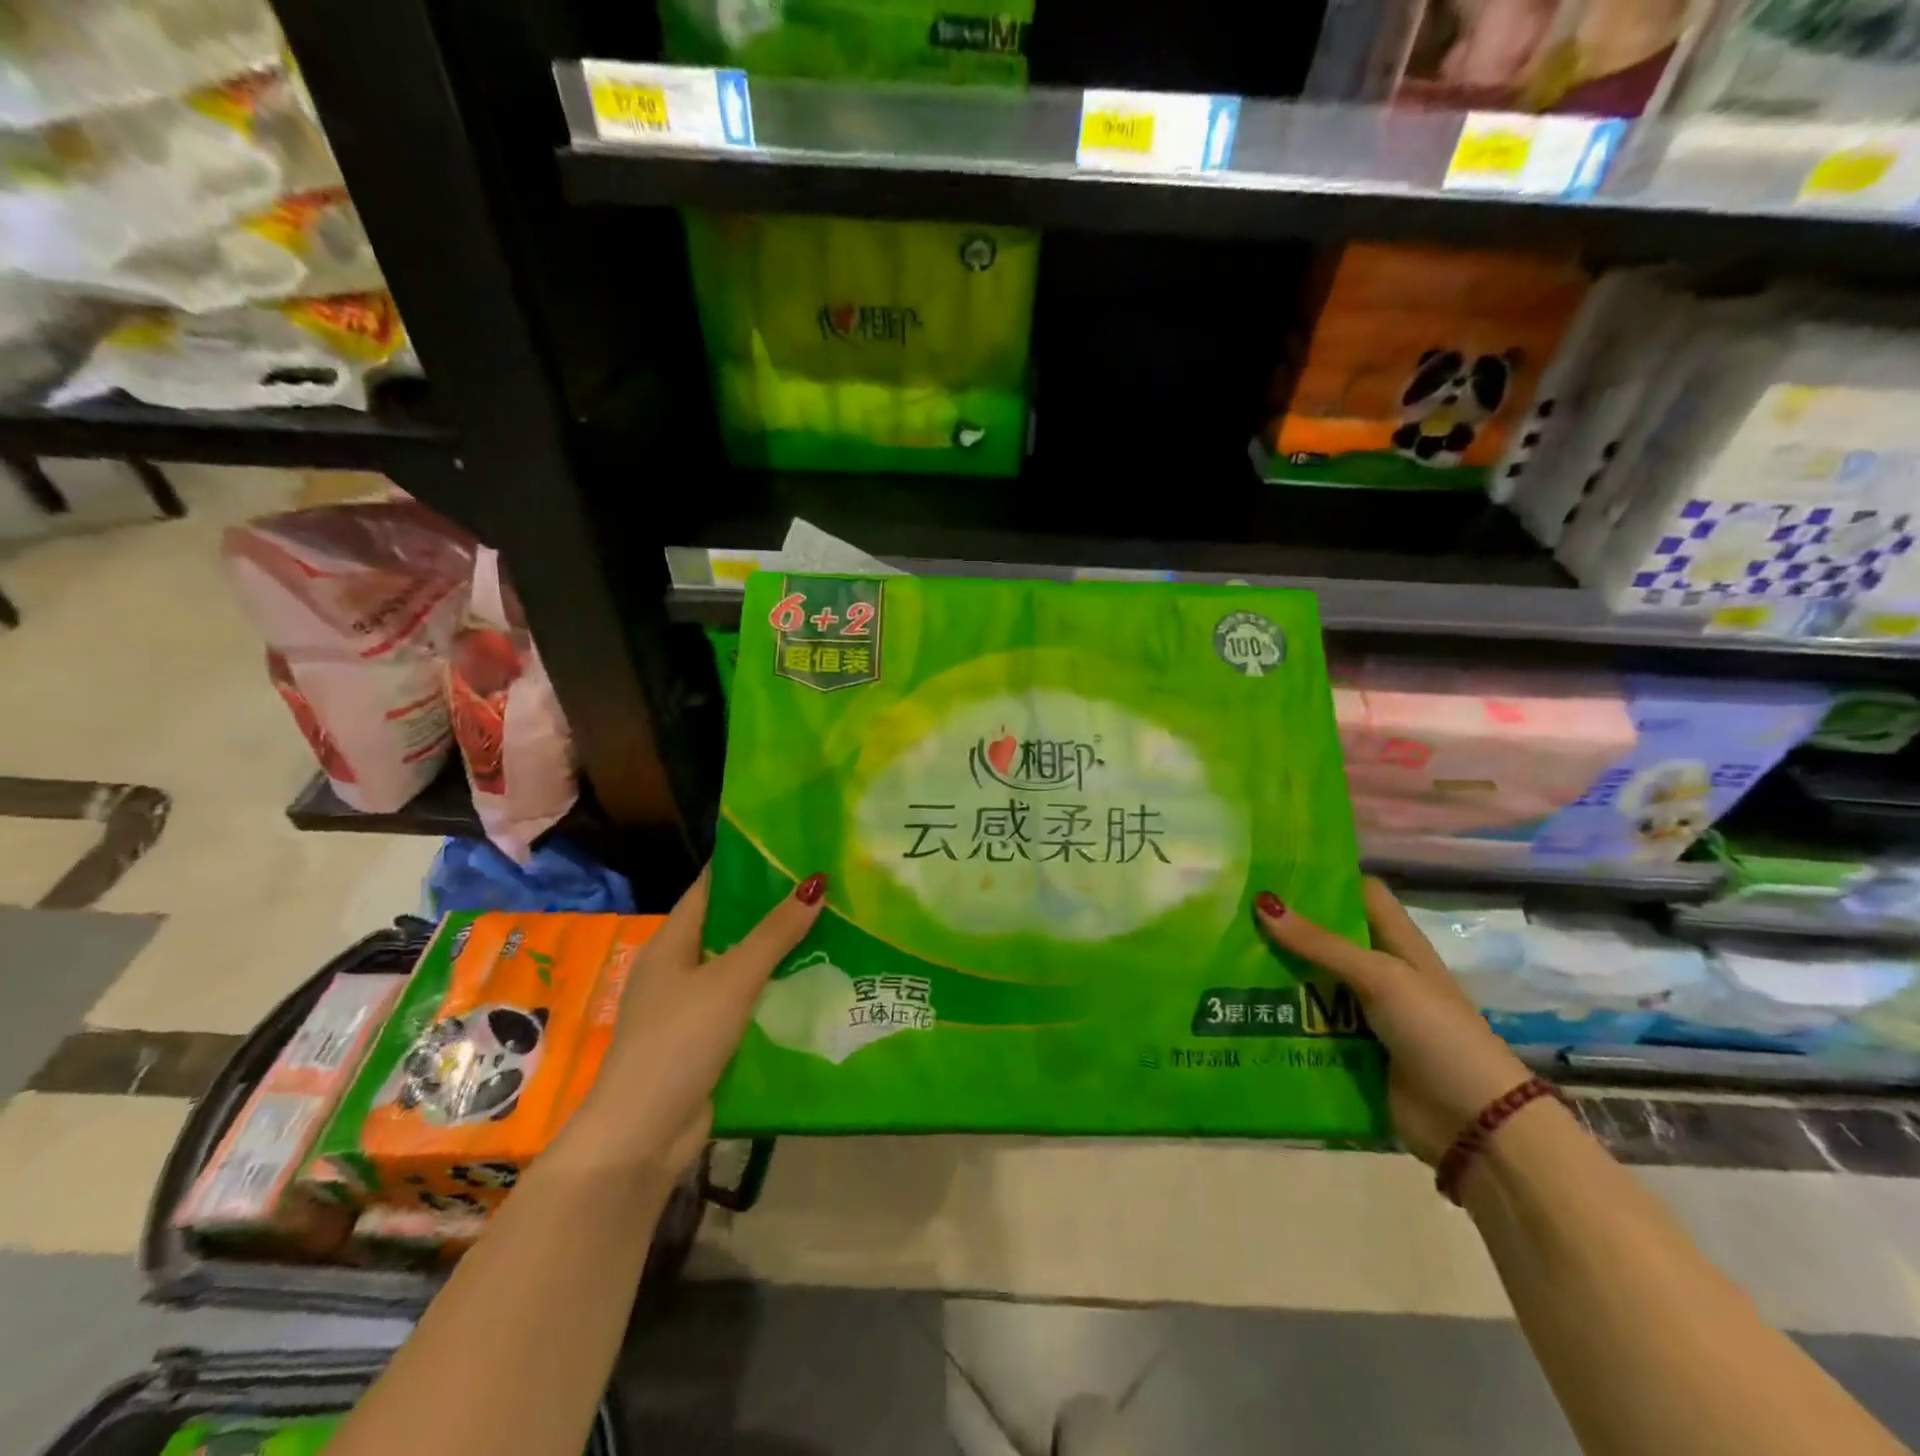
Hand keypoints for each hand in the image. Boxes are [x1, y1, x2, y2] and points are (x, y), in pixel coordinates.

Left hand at [566, 866, 825, 1176]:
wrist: (642, 1136)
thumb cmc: (679, 1041)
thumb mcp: (731, 980)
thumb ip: (774, 934)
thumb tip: (816, 883)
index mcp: (672, 943)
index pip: (711, 887)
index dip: (747, 865)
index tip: (791, 846)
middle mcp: (678, 969)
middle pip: (731, 927)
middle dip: (773, 909)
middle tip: (825, 887)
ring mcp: (691, 1008)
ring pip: (742, 967)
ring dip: (779, 953)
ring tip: (832, 927)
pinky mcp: (706, 1041)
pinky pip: (746, 1003)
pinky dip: (774, 992)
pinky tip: (813, 984)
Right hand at [1256, 877, 1531, 1164]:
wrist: (1475, 1126)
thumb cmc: (1436, 1033)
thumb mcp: (1381, 977)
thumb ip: (1321, 943)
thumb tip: (1262, 902)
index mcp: (1396, 944)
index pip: (1359, 895)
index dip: (1324, 878)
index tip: (1273, 868)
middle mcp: (1377, 973)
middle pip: (1324, 938)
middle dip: (1283, 926)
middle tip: (1228, 908)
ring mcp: (1361, 1014)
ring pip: (1308, 981)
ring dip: (1272, 972)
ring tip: (1220, 952)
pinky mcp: (1347, 1050)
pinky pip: (1305, 1024)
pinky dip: (1276, 1015)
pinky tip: (1235, 1004)